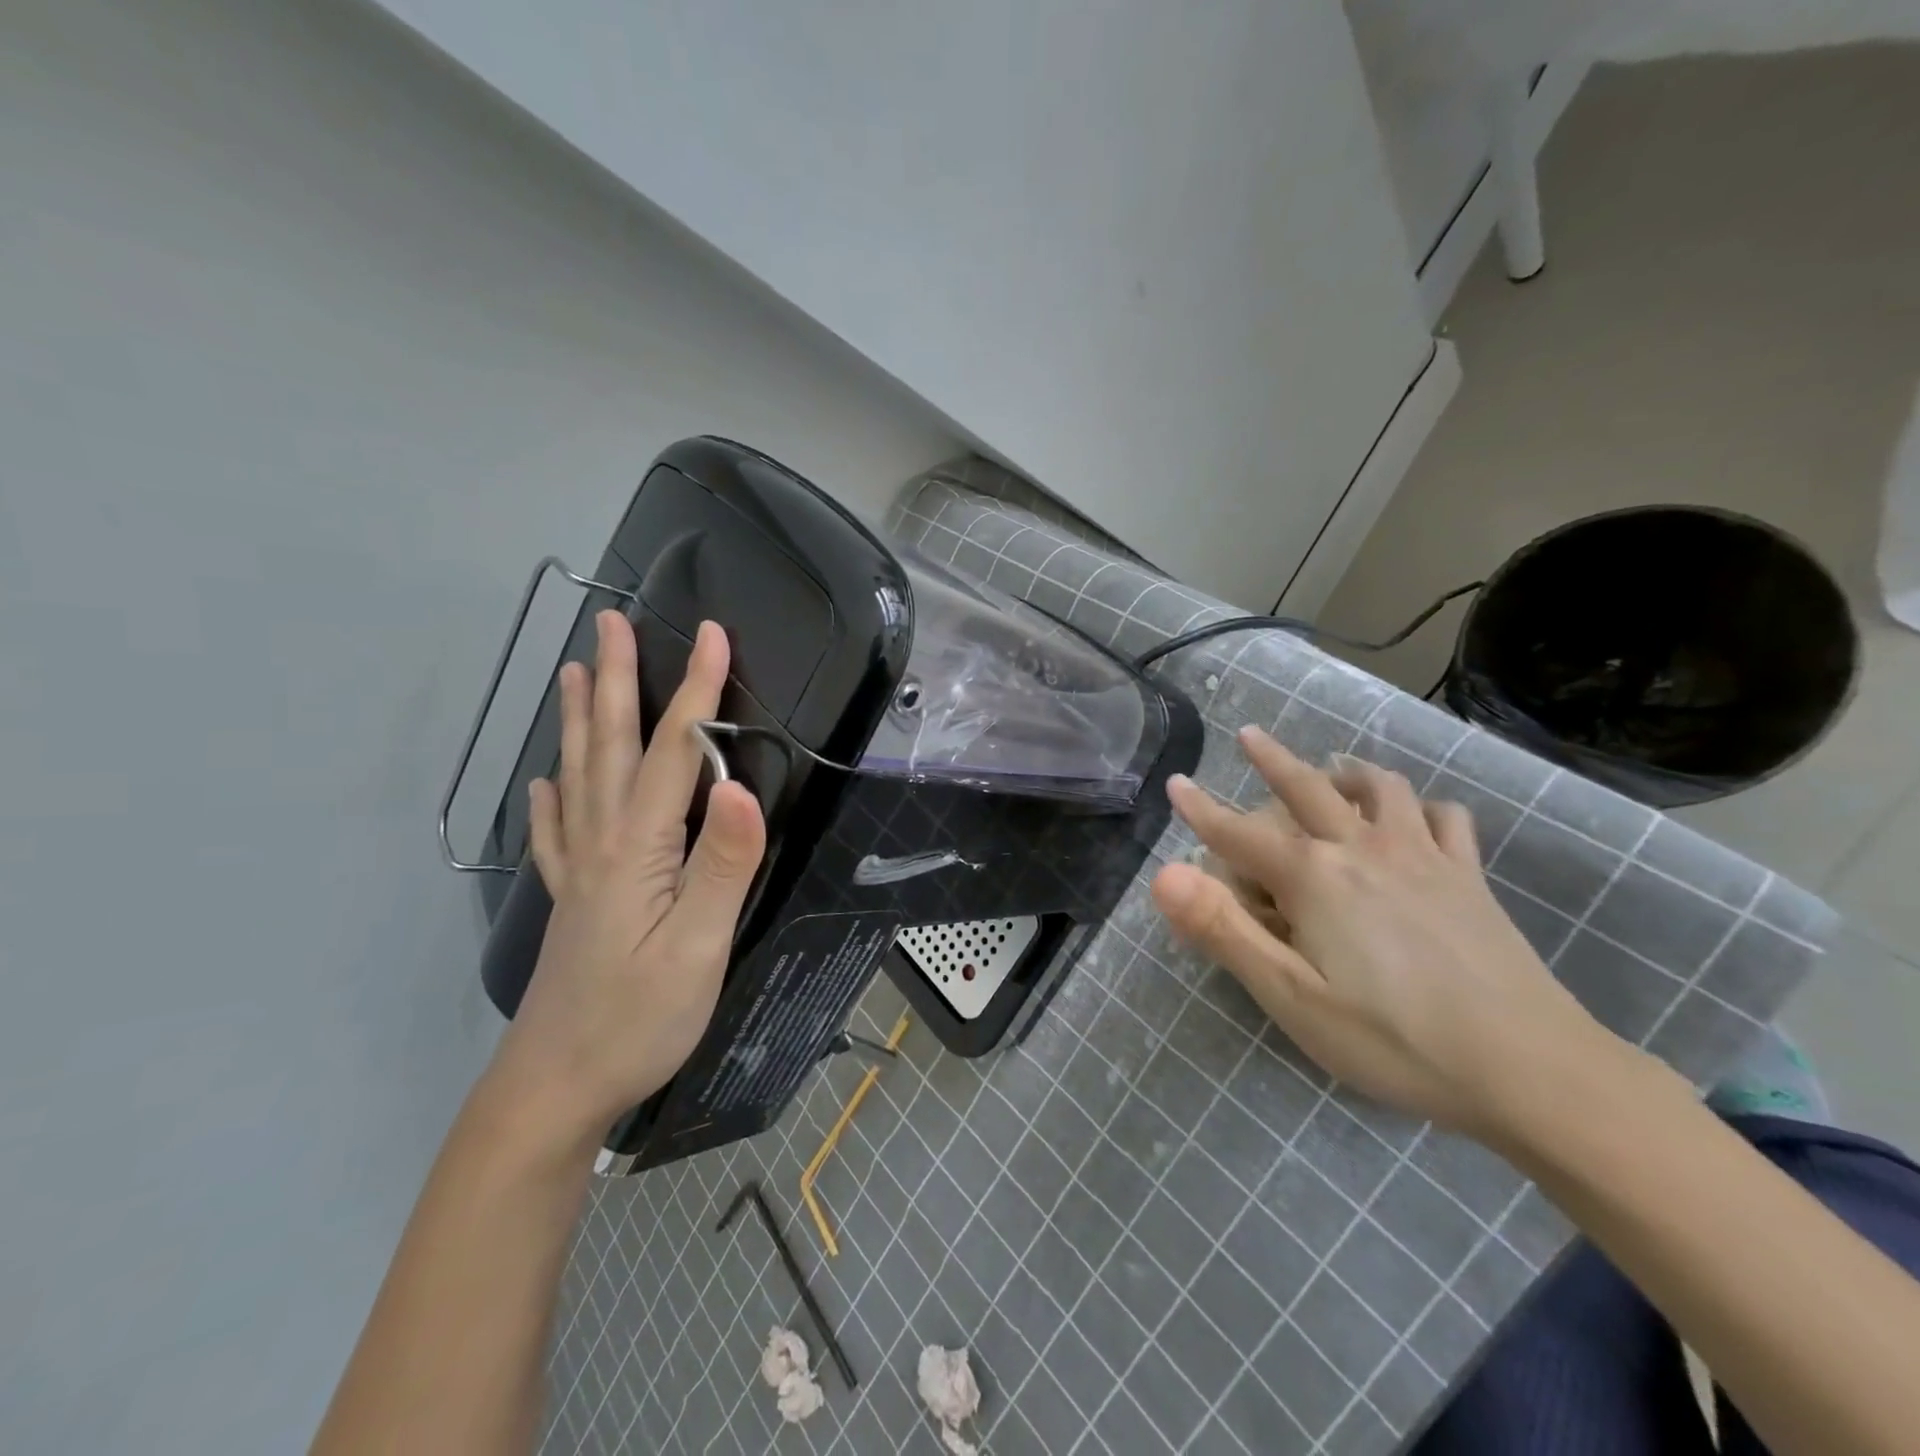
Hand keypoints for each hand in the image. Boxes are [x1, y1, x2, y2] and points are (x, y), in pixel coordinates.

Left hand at [488, 612, 765, 1138]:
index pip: (677, 752)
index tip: (712, 633)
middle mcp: (603, 844)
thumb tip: (741, 787)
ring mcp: (581, 871)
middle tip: (609, 623)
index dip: (697, 690)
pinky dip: (551, 798)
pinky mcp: (572, 900)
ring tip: (574, 673)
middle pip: (614, 747)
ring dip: (582, 721)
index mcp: (640, 848)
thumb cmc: (639, 1018)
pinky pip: (556, 832)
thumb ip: (722, 865)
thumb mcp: (698, 947)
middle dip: (619, 681)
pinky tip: (544, 782)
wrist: (556, 1087)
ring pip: (580, 777)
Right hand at [1152, 726, 1611, 1138]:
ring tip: (1333, 768)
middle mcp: (1362, 848)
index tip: (1176, 783)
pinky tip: (1415, 816)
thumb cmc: (1394, 1039)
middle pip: (1307, 788)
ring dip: (1347, 771)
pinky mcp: (1468, 877)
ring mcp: (1422, 856)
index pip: (1239, 834)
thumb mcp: (1291, 996)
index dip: (1201, 810)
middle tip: (1250, 735)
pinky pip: (1444, 817)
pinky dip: (1420, 805)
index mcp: (1314, 877)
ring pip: (1381, 788)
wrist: (1532, 1068)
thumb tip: (1165, 873)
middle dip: (1272, 760)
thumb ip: (1224, 930)